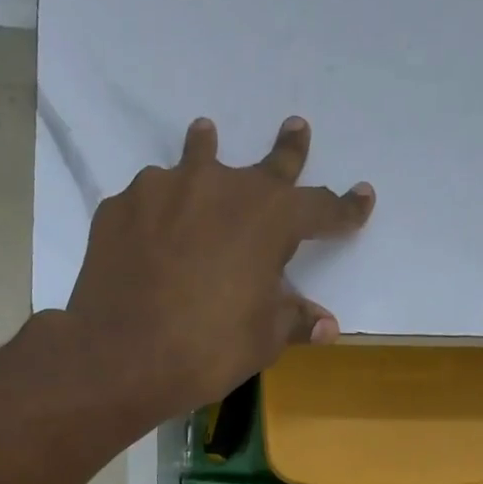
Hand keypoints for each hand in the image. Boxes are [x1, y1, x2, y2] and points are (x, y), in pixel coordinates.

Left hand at [64, 116, 373, 414]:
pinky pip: (152, 201)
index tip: (362, 198)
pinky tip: (154, 232)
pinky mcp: (122, 206)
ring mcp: (165, 189)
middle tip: (297, 128)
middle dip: (288, 150)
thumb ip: (294, 320)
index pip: (320, 208)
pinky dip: (162, 212)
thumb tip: (326, 325)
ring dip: (206, 150)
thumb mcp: (262, 340)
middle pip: (265, 166)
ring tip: (206, 135)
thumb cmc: (207, 349)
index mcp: (269, 218)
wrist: (119, 356)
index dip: (344, 209)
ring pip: (195, 161)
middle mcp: (221, 187)